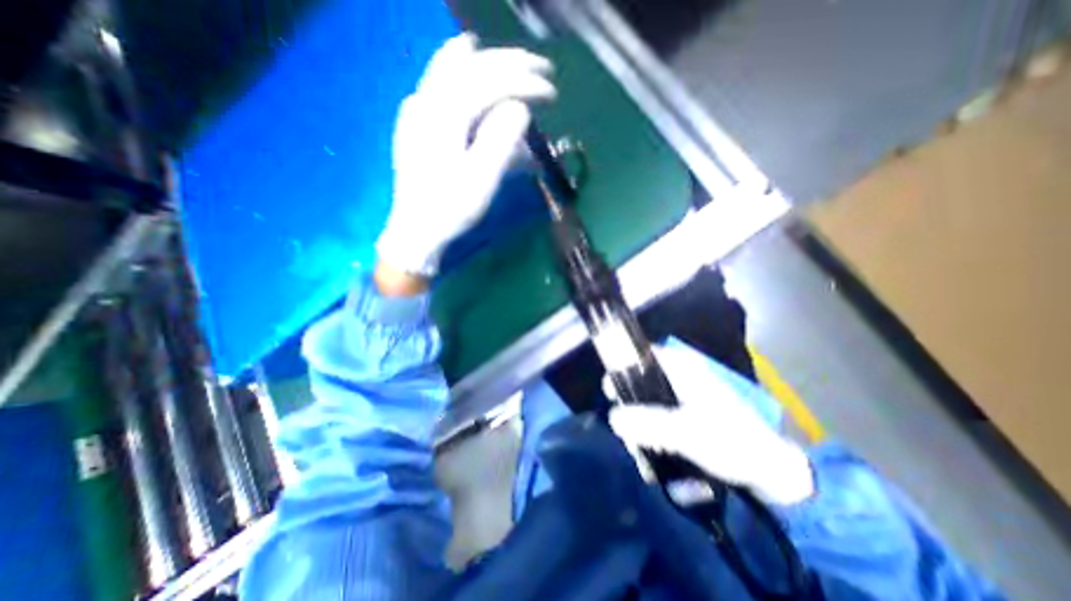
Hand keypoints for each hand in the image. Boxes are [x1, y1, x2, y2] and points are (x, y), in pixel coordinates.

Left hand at [376, 36, 556, 278]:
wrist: (417, 230)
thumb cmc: (451, 209)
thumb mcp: (481, 180)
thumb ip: (500, 140)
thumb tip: (519, 108)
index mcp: (444, 115)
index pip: (489, 82)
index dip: (524, 82)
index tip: (552, 91)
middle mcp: (426, 101)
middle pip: (471, 66)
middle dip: (510, 64)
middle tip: (542, 70)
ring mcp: (417, 110)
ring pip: (451, 68)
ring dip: (485, 60)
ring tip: (510, 58)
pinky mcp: (416, 124)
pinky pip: (440, 83)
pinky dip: (459, 69)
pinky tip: (467, 60)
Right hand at [610, 343, 812, 505]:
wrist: (772, 473)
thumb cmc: (731, 442)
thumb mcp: (687, 432)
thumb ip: (648, 424)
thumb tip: (612, 417)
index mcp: (683, 369)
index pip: (644, 355)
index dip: (623, 367)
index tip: (610, 391)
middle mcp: (681, 376)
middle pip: (642, 380)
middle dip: (630, 406)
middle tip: (627, 432)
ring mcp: (685, 396)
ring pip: (649, 401)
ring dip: (641, 424)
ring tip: (642, 453)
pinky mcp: (689, 414)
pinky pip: (660, 416)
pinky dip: (653, 432)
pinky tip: (654, 454)